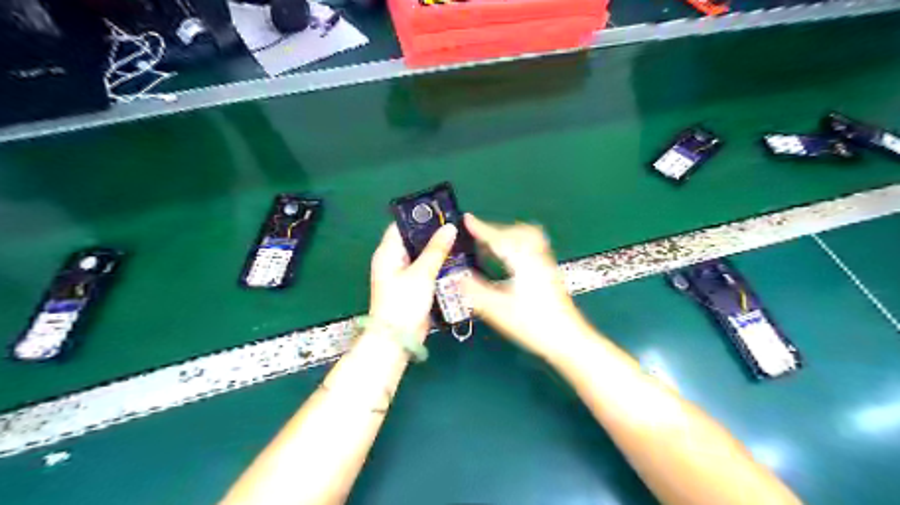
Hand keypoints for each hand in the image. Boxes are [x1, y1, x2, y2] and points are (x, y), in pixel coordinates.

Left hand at [367, 223, 458, 340]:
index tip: (441, 212)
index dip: (419, 217)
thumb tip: (449, 227)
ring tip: (458, 241)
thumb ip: (436, 249)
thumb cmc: (404, 303)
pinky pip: (425, 269)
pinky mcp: (412, 286)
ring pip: (421, 255)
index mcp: (388, 252)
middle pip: (413, 240)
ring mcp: (402, 274)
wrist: (398, 338)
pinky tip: (453, 260)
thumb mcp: (421, 273)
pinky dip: (437, 264)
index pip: (401, 225)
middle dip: (432, 233)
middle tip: (455, 226)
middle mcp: (393, 260)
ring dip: (437, 250)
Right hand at [457, 215, 591, 360]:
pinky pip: (533, 247)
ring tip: (494, 246)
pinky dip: (518, 245)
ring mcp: (546, 264)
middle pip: (519, 231)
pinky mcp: (550, 273)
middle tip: (480, 236)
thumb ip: (475, 291)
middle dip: (497, 230)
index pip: (500, 238)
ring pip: (529, 238)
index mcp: (523, 261)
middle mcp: (537, 257)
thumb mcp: (498, 309)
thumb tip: (457, 277)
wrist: (568, 339)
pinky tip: (511, 259)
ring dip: (510, 236)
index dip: (482, 228)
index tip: (467, 219)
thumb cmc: (533, 324)